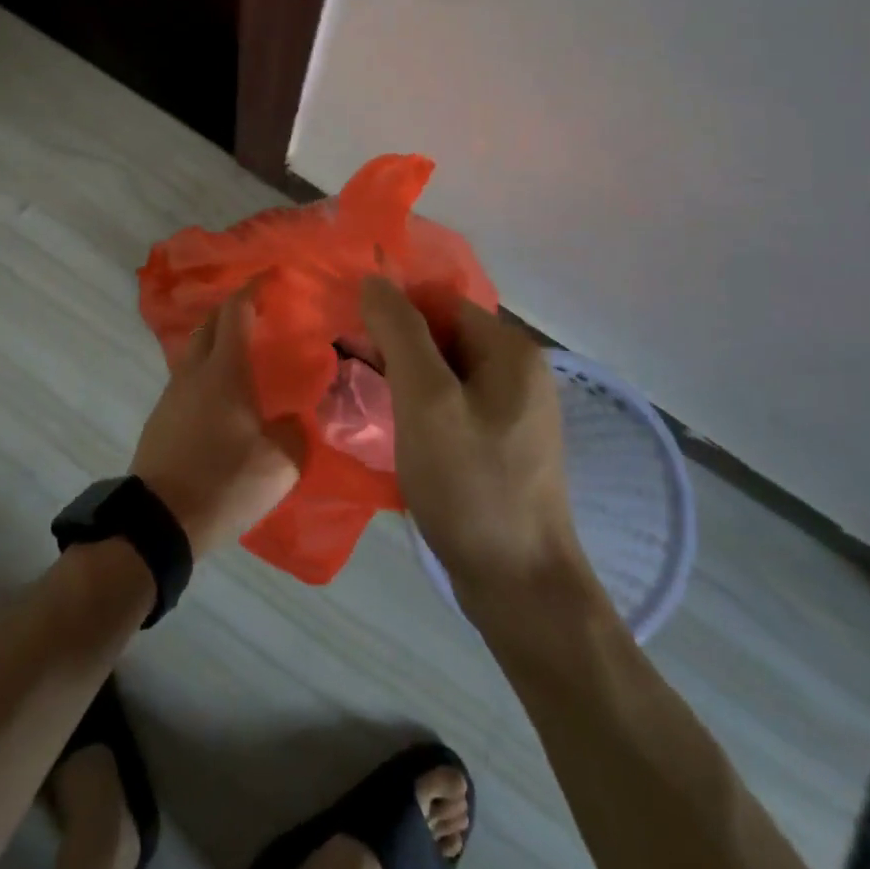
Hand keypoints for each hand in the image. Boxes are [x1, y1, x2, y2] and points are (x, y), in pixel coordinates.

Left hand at [131, 292, 301, 555]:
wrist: (158, 521)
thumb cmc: (223, 481)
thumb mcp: (280, 462)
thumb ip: (296, 432)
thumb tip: (295, 419)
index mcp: (224, 371)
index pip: (236, 312)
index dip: (252, 289)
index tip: (269, 276)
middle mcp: (193, 373)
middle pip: (209, 325)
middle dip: (232, 311)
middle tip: (258, 313)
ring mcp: (171, 395)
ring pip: (194, 353)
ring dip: (216, 343)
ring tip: (243, 356)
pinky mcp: (160, 419)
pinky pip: (187, 381)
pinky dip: (206, 373)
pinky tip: (222, 397)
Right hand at [360, 277, 591, 601]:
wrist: (520, 588)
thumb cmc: (471, 484)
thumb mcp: (426, 401)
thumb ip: (400, 333)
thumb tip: (374, 280)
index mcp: (509, 350)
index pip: (439, 302)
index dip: (393, 312)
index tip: (351, 337)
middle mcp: (518, 371)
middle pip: (442, 336)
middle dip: (394, 347)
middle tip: (349, 371)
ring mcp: (512, 411)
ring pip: (443, 373)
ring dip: (401, 378)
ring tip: (360, 397)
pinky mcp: (500, 444)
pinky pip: (451, 406)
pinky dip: (418, 408)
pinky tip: (390, 428)